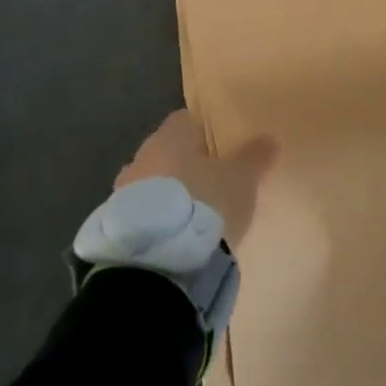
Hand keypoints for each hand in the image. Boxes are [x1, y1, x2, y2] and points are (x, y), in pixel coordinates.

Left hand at [115, 109, 278, 244]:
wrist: (158, 265)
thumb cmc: (204, 206)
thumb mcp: (242, 180)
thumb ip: (256, 157)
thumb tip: (269, 139)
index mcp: (169, 137)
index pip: (185, 120)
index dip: (204, 132)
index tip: (222, 148)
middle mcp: (141, 157)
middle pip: (167, 152)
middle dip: (185, 165)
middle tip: (211, 183)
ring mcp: (123, 193)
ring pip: (152, 184)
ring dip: (169, 195)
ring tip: (194, 215)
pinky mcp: (116, 228)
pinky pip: (142, 214)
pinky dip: (157, 220)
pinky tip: (175, 237)